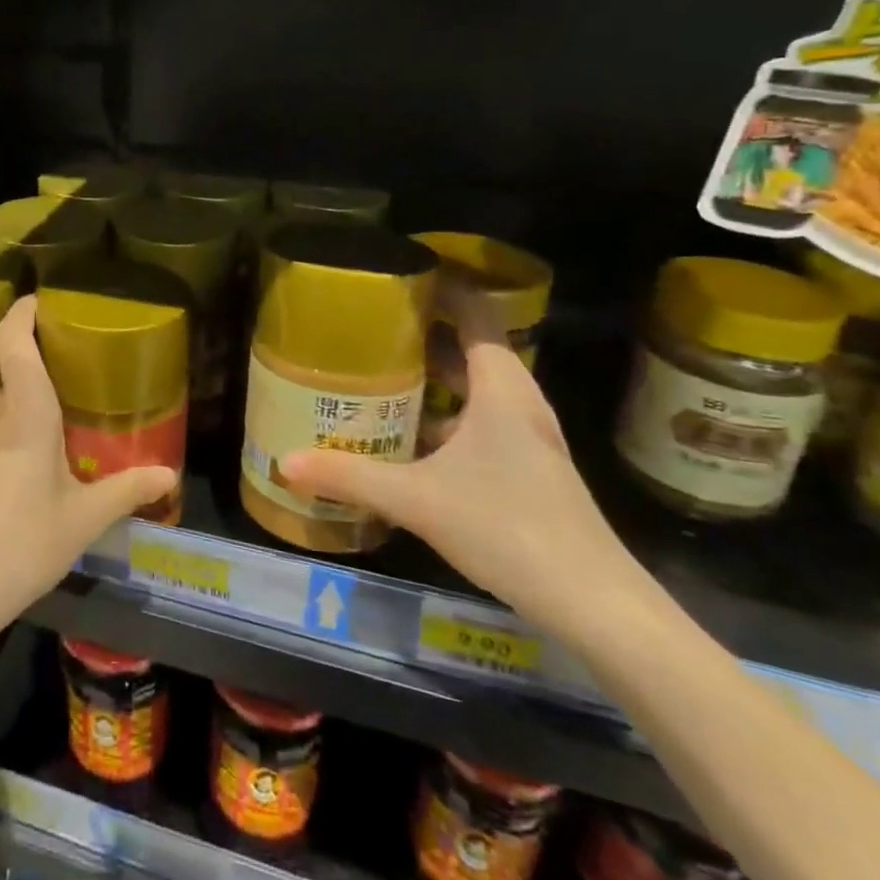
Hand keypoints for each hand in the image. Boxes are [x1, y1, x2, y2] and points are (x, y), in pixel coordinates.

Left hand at [0, 296, 176, 647]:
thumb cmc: (21, 548)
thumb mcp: (81, 522)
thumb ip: (126, 491)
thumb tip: (169, 474)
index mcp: (24, 415)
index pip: (13, 342)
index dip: (22, 313)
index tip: (41, 302)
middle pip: (14, 380)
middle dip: (42, 382)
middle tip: (76, 398)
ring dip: (21, 416)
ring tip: (49, 445)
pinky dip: (1, 442)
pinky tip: (14, 483)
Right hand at [279, 289, 642, 638]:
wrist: (594, 603)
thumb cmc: (508, 527)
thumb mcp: (418, 499)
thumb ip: (350, 477)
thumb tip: (285, 461)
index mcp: (501, 388)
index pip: (476, 315)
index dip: (442, 289)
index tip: (398, 277)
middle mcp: (517, 403)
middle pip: (471, 349)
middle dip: (423, 334)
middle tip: (370, 327)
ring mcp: (526, 438)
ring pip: (474, 390)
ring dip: (432, 379)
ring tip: (377, 374)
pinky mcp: (526, 469)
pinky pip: (478, 423)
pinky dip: (443, 417)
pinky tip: (406, 440)